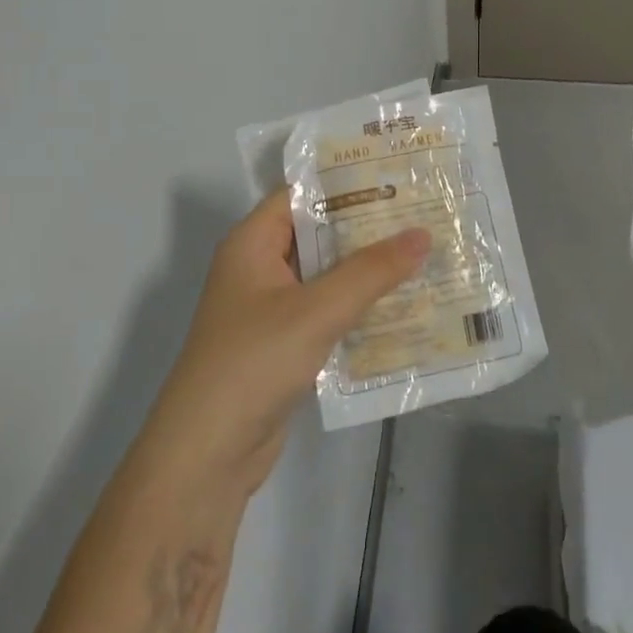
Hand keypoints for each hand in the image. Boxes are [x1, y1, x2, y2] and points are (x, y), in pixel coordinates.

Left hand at [133, 188, 429, 500]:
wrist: (207, 456)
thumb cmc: (254, 363)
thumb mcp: (316, 311)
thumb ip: (371, 271)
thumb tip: (422, 234)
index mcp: (252, 243)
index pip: (301, 194)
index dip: (346, 183)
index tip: (397, 177)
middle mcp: (259, 268)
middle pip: (318, 234)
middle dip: (367, 227)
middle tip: (423, 214)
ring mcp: (271, 309)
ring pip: (326, 275)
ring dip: (368, 270)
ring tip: (424, 254)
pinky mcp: (284, 345)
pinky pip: (327, 312)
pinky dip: (358, 307)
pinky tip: (403, 306)